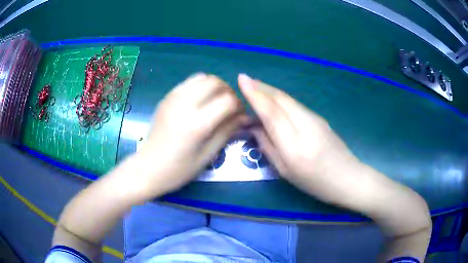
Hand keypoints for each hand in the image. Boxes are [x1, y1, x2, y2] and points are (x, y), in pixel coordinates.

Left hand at [137, 73, 246, 193]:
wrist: (148, 168)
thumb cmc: (179, 169)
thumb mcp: (208, 155)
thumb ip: (227, 131)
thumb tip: (245, 117)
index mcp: (196, 124)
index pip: (228, 101)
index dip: (239, 106)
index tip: (239, 116)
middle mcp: (184, 104)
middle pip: (216, 82)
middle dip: (228, 92)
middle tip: (229, 107)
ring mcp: (173, 98)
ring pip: (202, 77)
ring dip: (215, 86)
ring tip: (216, 102)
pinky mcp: (166, 97)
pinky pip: (188, 82)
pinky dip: (200, 86)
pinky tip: (200, 101)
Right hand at [238, 74, 430, 237]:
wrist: (350, 178)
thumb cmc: (317, 183)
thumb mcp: (286, 173)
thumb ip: (269, 147)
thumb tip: (255, 127)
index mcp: (295, 146)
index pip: (272, 112)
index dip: (255, 94)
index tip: (242, 79)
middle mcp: (306, 126)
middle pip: (281, 99)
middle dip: (261, 87)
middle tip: (246, 80)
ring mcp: (316, 119)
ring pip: (288, 99)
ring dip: (271, 91)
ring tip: (256, 88)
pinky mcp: (320, 118)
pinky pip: (296, 105)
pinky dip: (281, 99)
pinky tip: (275, 101)